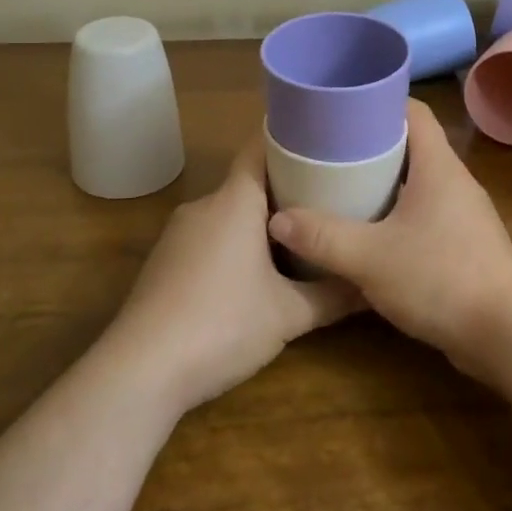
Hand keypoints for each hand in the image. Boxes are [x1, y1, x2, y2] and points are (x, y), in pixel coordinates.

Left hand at [107, 135, 360, 413]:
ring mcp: (178, 234)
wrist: (140, 371)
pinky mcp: (165, 263)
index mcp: (234, 201)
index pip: (260, 147)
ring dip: (260, 220)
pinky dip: (236, 242)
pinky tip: (256, 272)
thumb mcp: (288, 315)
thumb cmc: (222, 325)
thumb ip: (332, 296)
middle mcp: (204, 206)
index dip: (291, 139)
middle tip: (328, 197)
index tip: (323, 142)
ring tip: (301, 233)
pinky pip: (209, 236)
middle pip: (248, 182)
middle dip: (286, 187)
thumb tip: (371, 287)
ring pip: (229, 212)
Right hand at [266, 99, 511, 379]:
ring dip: (385, 184)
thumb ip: (322, 237)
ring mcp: (463, 215)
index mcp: (438, 166)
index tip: (345, 109)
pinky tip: (370, 235)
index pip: (414, 111)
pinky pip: (426, 216)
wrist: (506, 333)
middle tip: (331, 152)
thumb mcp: (370, 257)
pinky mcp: (465, 245)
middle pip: (412, 146)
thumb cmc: (440, 278)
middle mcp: (454, 181)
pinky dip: (398, 216)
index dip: (381, 103)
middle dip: (372, 146)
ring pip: (418, 184)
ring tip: (343, 189)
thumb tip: (278, 220)